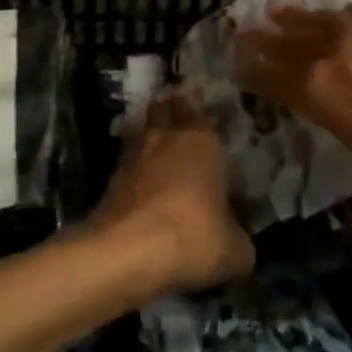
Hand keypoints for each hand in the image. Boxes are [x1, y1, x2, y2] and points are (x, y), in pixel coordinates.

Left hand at [91, 92, 254, 296]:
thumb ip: (239, 239)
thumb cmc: (192, 238)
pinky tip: (139, 174)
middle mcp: (170, 138)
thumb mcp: (235, 251)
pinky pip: (128, 157)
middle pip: (171, 108)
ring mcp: (136, 154)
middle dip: (177, 105)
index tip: (217, 123)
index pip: (211, 119)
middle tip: (180, 100)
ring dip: (151, 126)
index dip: (215, 123)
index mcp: (205, 144)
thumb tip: (237, 240)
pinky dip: (134, 161)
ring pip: (145, 126)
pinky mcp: (112, 176)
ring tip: (158, 132)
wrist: (126, 250)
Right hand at [234, 0, 351, 239]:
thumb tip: (349, 227)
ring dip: (297, 16)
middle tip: (244, 30)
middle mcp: (339, 53)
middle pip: (289, 40)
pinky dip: (350, 12)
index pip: (272, 77)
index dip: (250, 70)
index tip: (233, 62)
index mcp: (324, 95)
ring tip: (278, 11)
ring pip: (322, 18)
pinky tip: (349, 11)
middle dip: (263, 38)